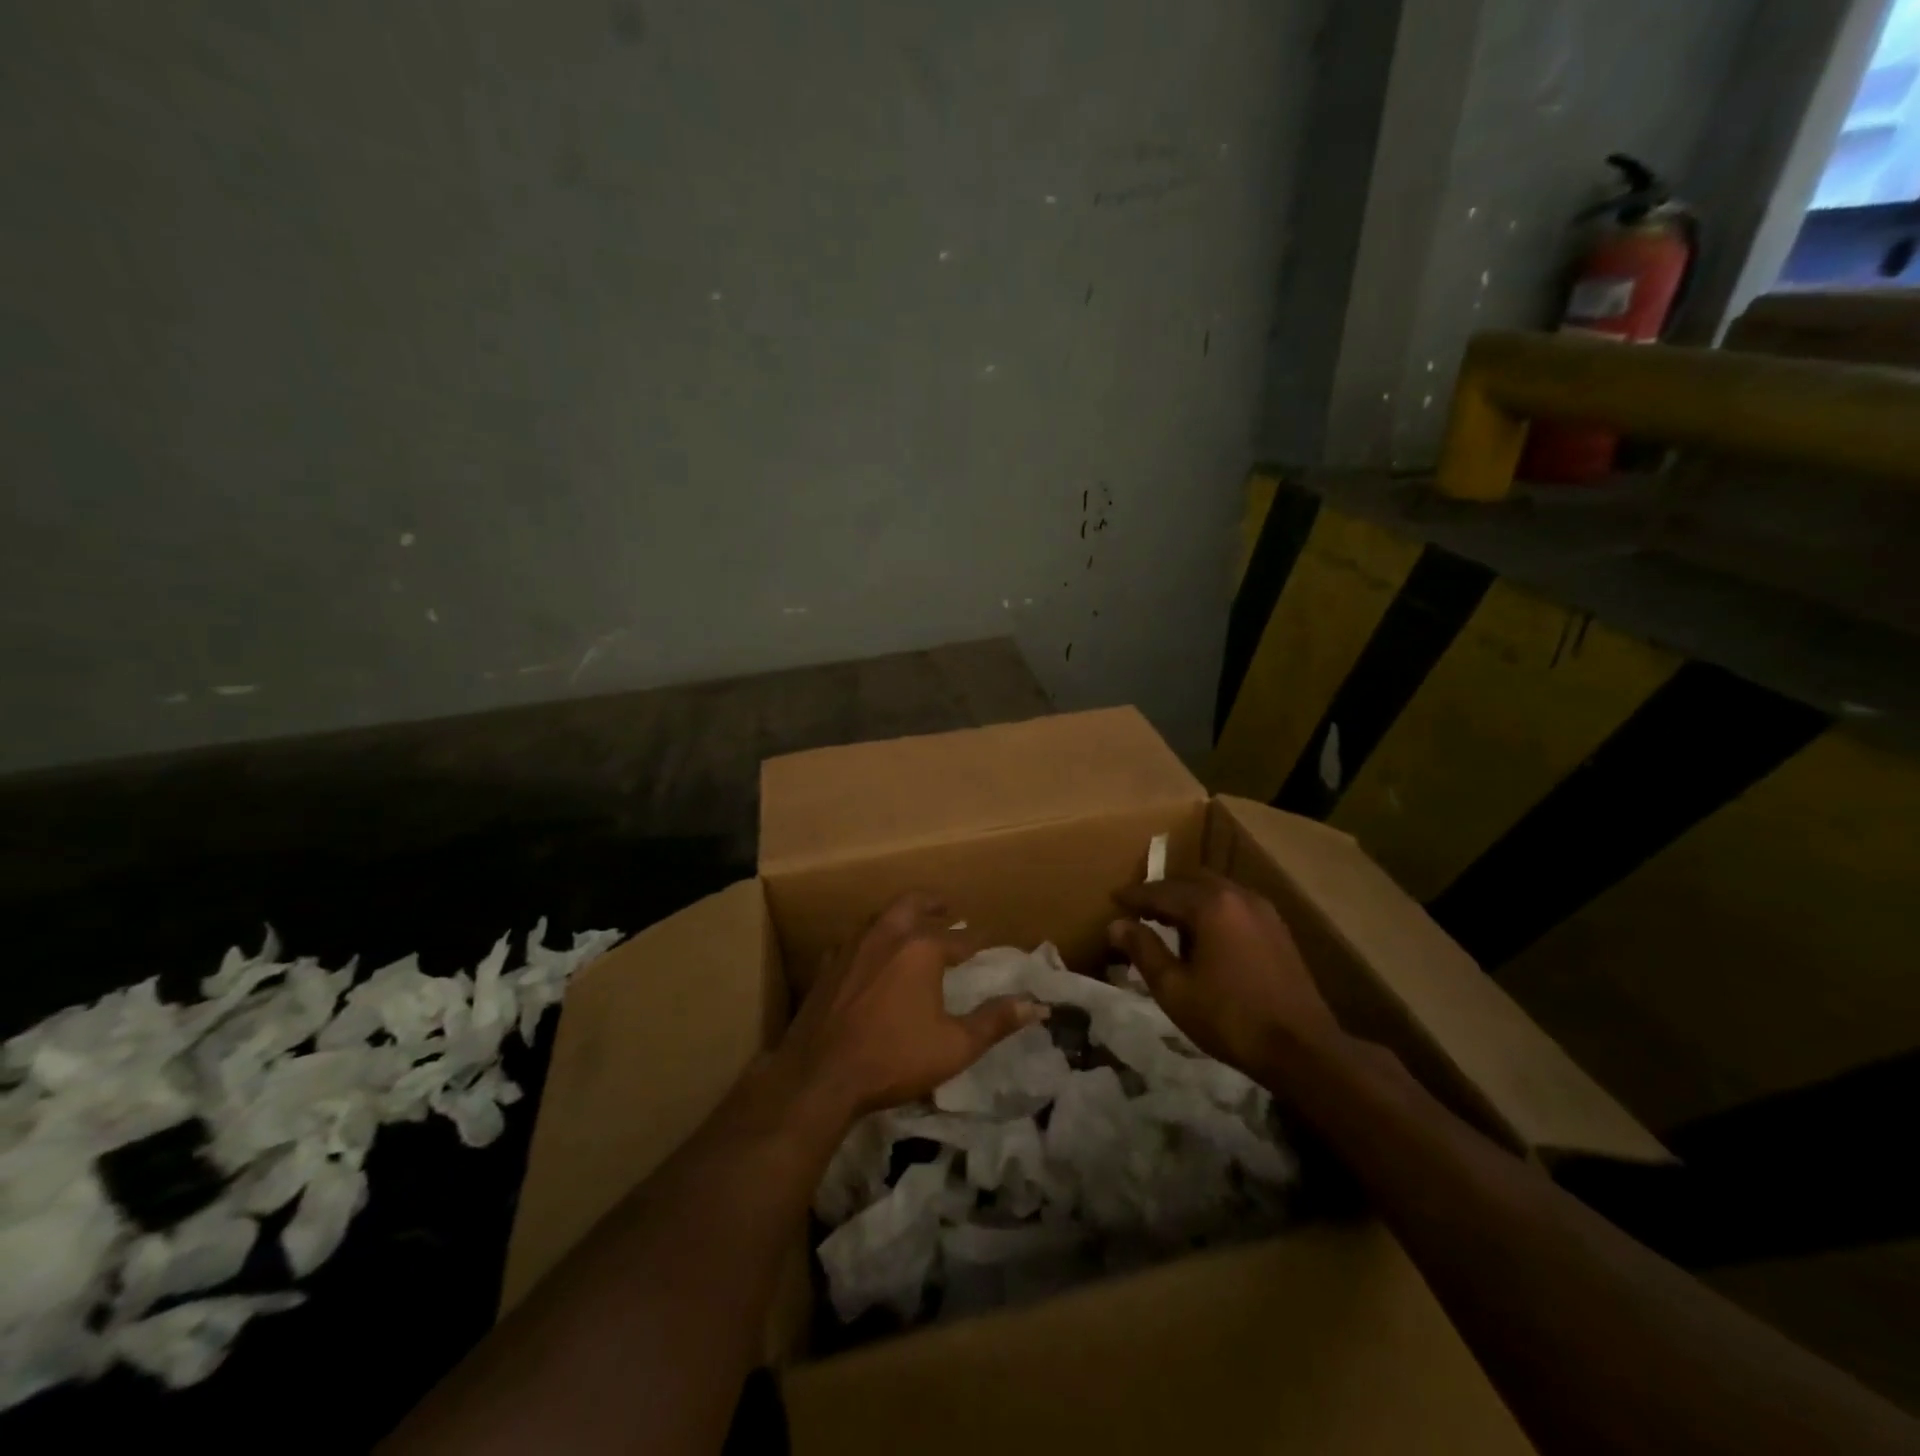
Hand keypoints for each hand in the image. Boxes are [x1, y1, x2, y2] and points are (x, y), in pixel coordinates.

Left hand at [777, 892, 1047, 1122]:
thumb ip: (995, 1022)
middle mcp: (887, 935)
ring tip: (915, 925)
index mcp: (921, 948)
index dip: (978, 940)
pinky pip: (856, 939)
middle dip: (935, 904)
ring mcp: (853, 946)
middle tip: (949, 908)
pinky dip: (873, 938)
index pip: (959, 938)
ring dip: (902, 915)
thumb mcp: (955, 1046)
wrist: (820, 1075)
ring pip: (882, 916)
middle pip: (914, 904)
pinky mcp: (829, 964)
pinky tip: (872, 955)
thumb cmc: (894, 1058)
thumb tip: (1037, 1005)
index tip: (991, 941)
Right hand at [1109, 871, 1339, 1077]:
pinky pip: (1234, 905)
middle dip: (1163, 892)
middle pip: (1190, 881)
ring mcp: (1263, 910)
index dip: (1134, 895)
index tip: (1113, 898)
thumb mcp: (1174, 989)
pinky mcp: (1277, 929)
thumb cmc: (1230, 1018)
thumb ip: (1143, 950)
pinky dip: (1212, 910)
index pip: (1161, 891)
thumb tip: (1116, 924)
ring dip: (1189, 900)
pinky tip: (1204, 936)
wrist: (1302, 1049)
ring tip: (1168, 921)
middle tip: (1139, 908)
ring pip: (1215, 891)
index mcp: (1211, 905)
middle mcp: (1238, 896)